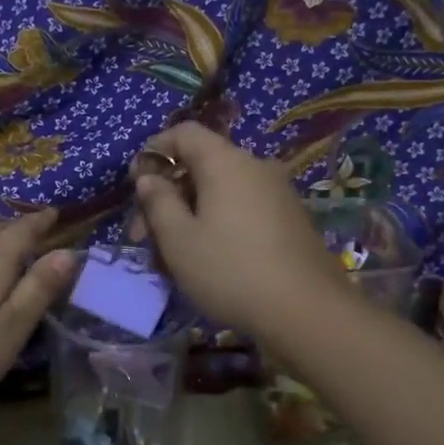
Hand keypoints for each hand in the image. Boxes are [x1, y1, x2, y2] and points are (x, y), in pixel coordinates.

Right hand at [133, 122, 347, 342]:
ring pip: (221, 192)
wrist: (308, 312)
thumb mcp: (179, 240)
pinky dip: (218, 224)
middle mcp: (256, 167)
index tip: (135, 185)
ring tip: (172, 258)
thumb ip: (158, 202)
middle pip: (201, 165)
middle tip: (144, 236)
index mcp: (226, 162)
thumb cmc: (231, 271)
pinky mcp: (290, 220)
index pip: (184, 132)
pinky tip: (208, 261)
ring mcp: (278, 193)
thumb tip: (149, 178)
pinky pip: (243, 209)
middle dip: (168, 195)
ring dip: (190, 215)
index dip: (154, 151)